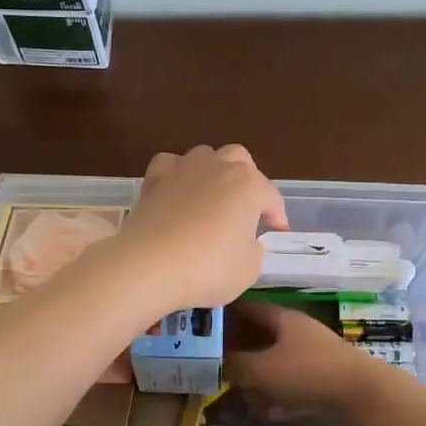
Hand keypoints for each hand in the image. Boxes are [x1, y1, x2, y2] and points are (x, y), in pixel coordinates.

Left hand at [115, 145, 288, 313]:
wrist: (148, 265)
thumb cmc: (207, 268)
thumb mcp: (249, 269)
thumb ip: (254, 250)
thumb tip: (245, 242)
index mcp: (249, 185)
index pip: (271, 197)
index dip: (276, 217)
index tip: (276, 234)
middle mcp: (220, 166)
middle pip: (241, 161)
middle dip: (247, 181)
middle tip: (244, 209)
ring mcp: (184, 167)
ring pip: (206, 156)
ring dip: (213, 173)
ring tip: (210, 199)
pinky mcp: (154, 178)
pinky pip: (171, 165)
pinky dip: (177, 175)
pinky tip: (176, 192)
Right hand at [225, 301, 375, 420]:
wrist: (363, 396)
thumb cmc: (308, 373)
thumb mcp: (263, 369)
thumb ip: (237, 365)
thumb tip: (219, 363)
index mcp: (282, 318)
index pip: (247, 307)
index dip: (225, 313)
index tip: (203, 323)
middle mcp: (296, 332)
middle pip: (260, 336)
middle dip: (238, 350)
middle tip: (212, 363)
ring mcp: (311, 356)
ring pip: (274, 362)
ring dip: (256, 376)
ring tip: (233, 391)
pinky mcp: (321, 380)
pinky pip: (290, 384)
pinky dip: (275, 395)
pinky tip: (263, 411)